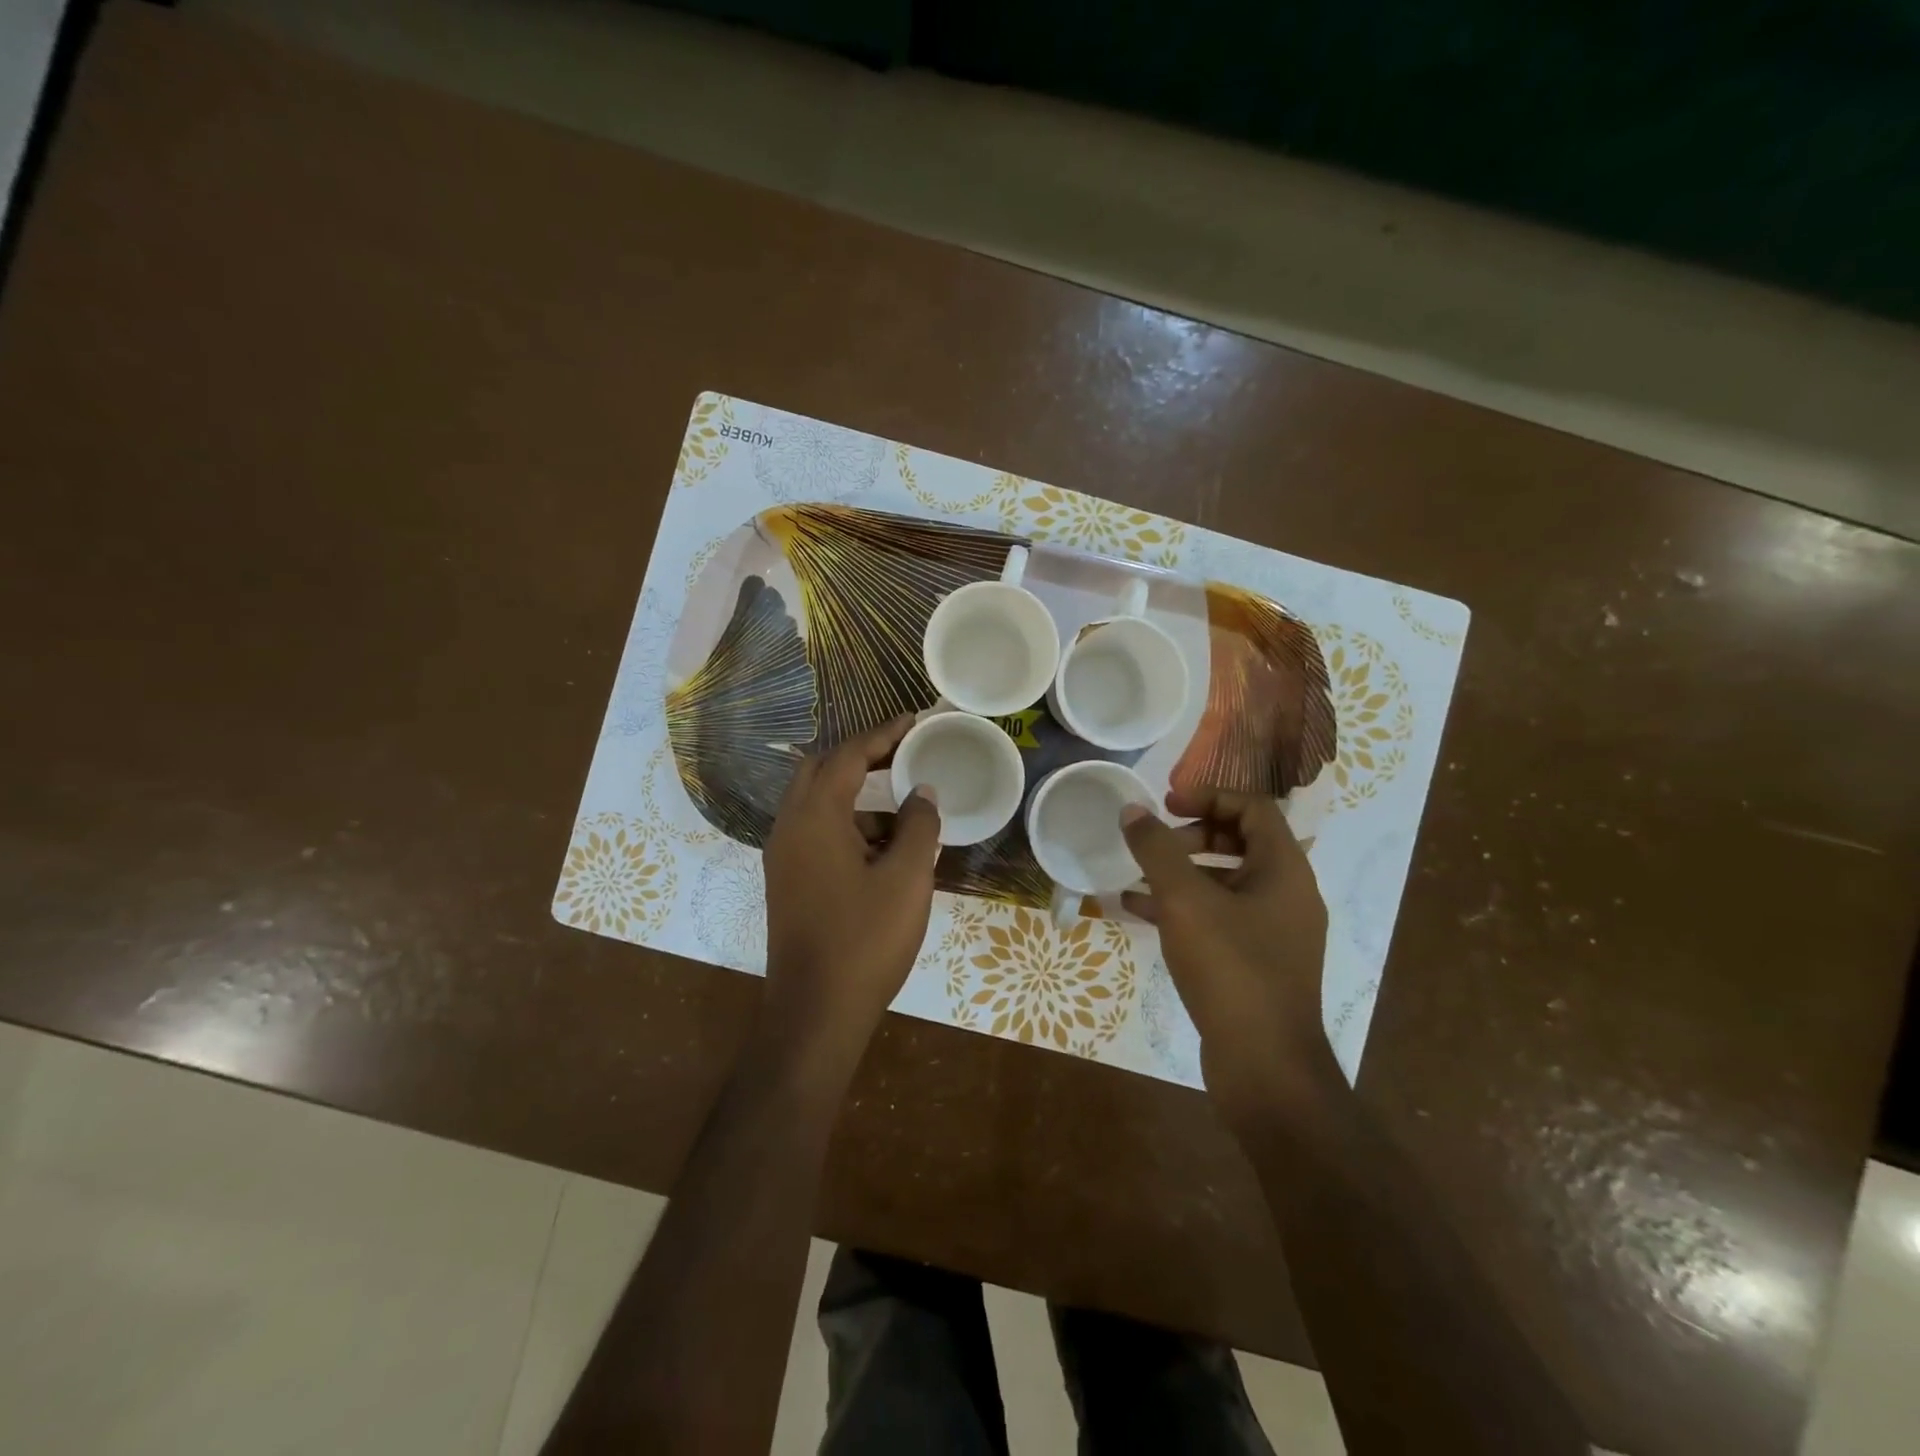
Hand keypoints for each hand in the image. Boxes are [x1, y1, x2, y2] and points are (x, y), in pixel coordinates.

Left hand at [760, 715, 941, 1072]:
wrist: (815, 1013)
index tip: (915, 720)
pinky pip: (817, 834)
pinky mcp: (788, 882)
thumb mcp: (906, 878)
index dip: (883, 734)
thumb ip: (917, 826)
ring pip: (819, 805)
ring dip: (858, 797)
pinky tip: (886, 849)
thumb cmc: (865, 940)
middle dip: (864, 758)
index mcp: (814, 817)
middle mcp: (789, 828)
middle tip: (905, 754)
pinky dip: (849, 827)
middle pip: (823, 771)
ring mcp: (784, 857)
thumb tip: (922, 793)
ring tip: (906, 810)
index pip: (848, 756)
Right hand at [1120, 785, 1330, 1120]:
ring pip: (1225, 882)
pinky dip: (1183, 908)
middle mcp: (1287, 894)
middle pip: (1240, 842)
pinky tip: (1138, 913)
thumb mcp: (1185, 901)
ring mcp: (1274, 932)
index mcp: (1284, 869)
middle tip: (1153, 844)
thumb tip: (1132, 810)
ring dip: (1181, 873)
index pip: (1252, 807)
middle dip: (1191, 836)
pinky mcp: (1256, 962)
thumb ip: (1156, 850)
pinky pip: (1218, 918)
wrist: (1265, 1066)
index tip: (1166, 804)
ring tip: (1137, 877)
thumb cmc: (1230, 969)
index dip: (1208, 796)